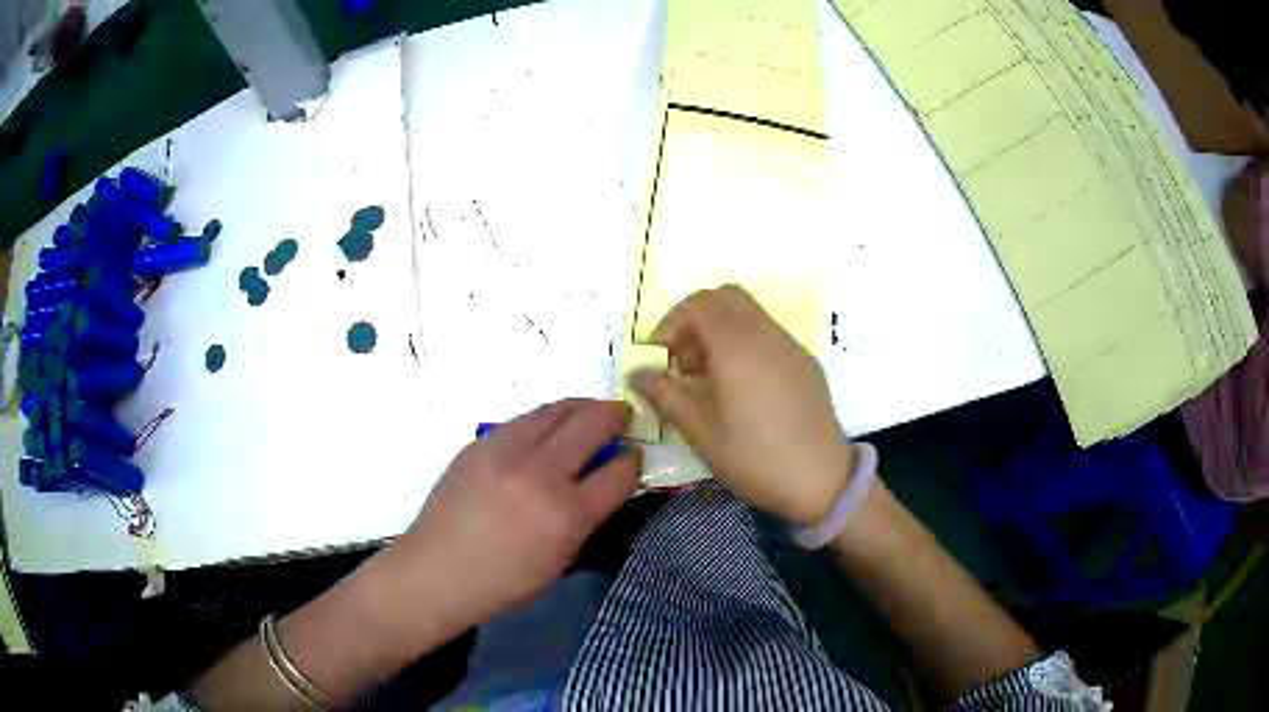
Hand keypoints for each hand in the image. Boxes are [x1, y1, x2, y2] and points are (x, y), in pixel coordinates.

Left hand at [390, 399, 640, 625]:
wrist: (436, 570)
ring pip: (556, 410)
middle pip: (592, 424)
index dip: (633, 461)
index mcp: (567, 514)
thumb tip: (602, 484)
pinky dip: (546, 419)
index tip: (634, 456)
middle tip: (622, 414)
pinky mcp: (481, 443)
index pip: (620, 472)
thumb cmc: (502, 582)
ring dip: (581, 406)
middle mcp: (541, 473)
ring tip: (590, 410)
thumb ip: (586, 519)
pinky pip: (524, 419)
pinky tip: (547, 429)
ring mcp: (507, 451)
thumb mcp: (559, 562)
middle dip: (615, 415)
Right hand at [631, 285, 853, 525]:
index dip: (671, 323)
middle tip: (684, 361)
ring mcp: (791, 346)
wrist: (822, 480)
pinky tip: (743, 387)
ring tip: (710, 377)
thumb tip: (635, 373)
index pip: (698, 304)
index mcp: (737, 347)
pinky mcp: (806, 362)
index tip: (661, 357)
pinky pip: (769, 333)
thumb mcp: (703, 433)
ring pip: (750, 313)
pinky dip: (746, 342)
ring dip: (722, 330)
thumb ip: (667, 395)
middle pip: (725, 296)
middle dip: (697, 318)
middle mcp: (766, 334)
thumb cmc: (756, 459)